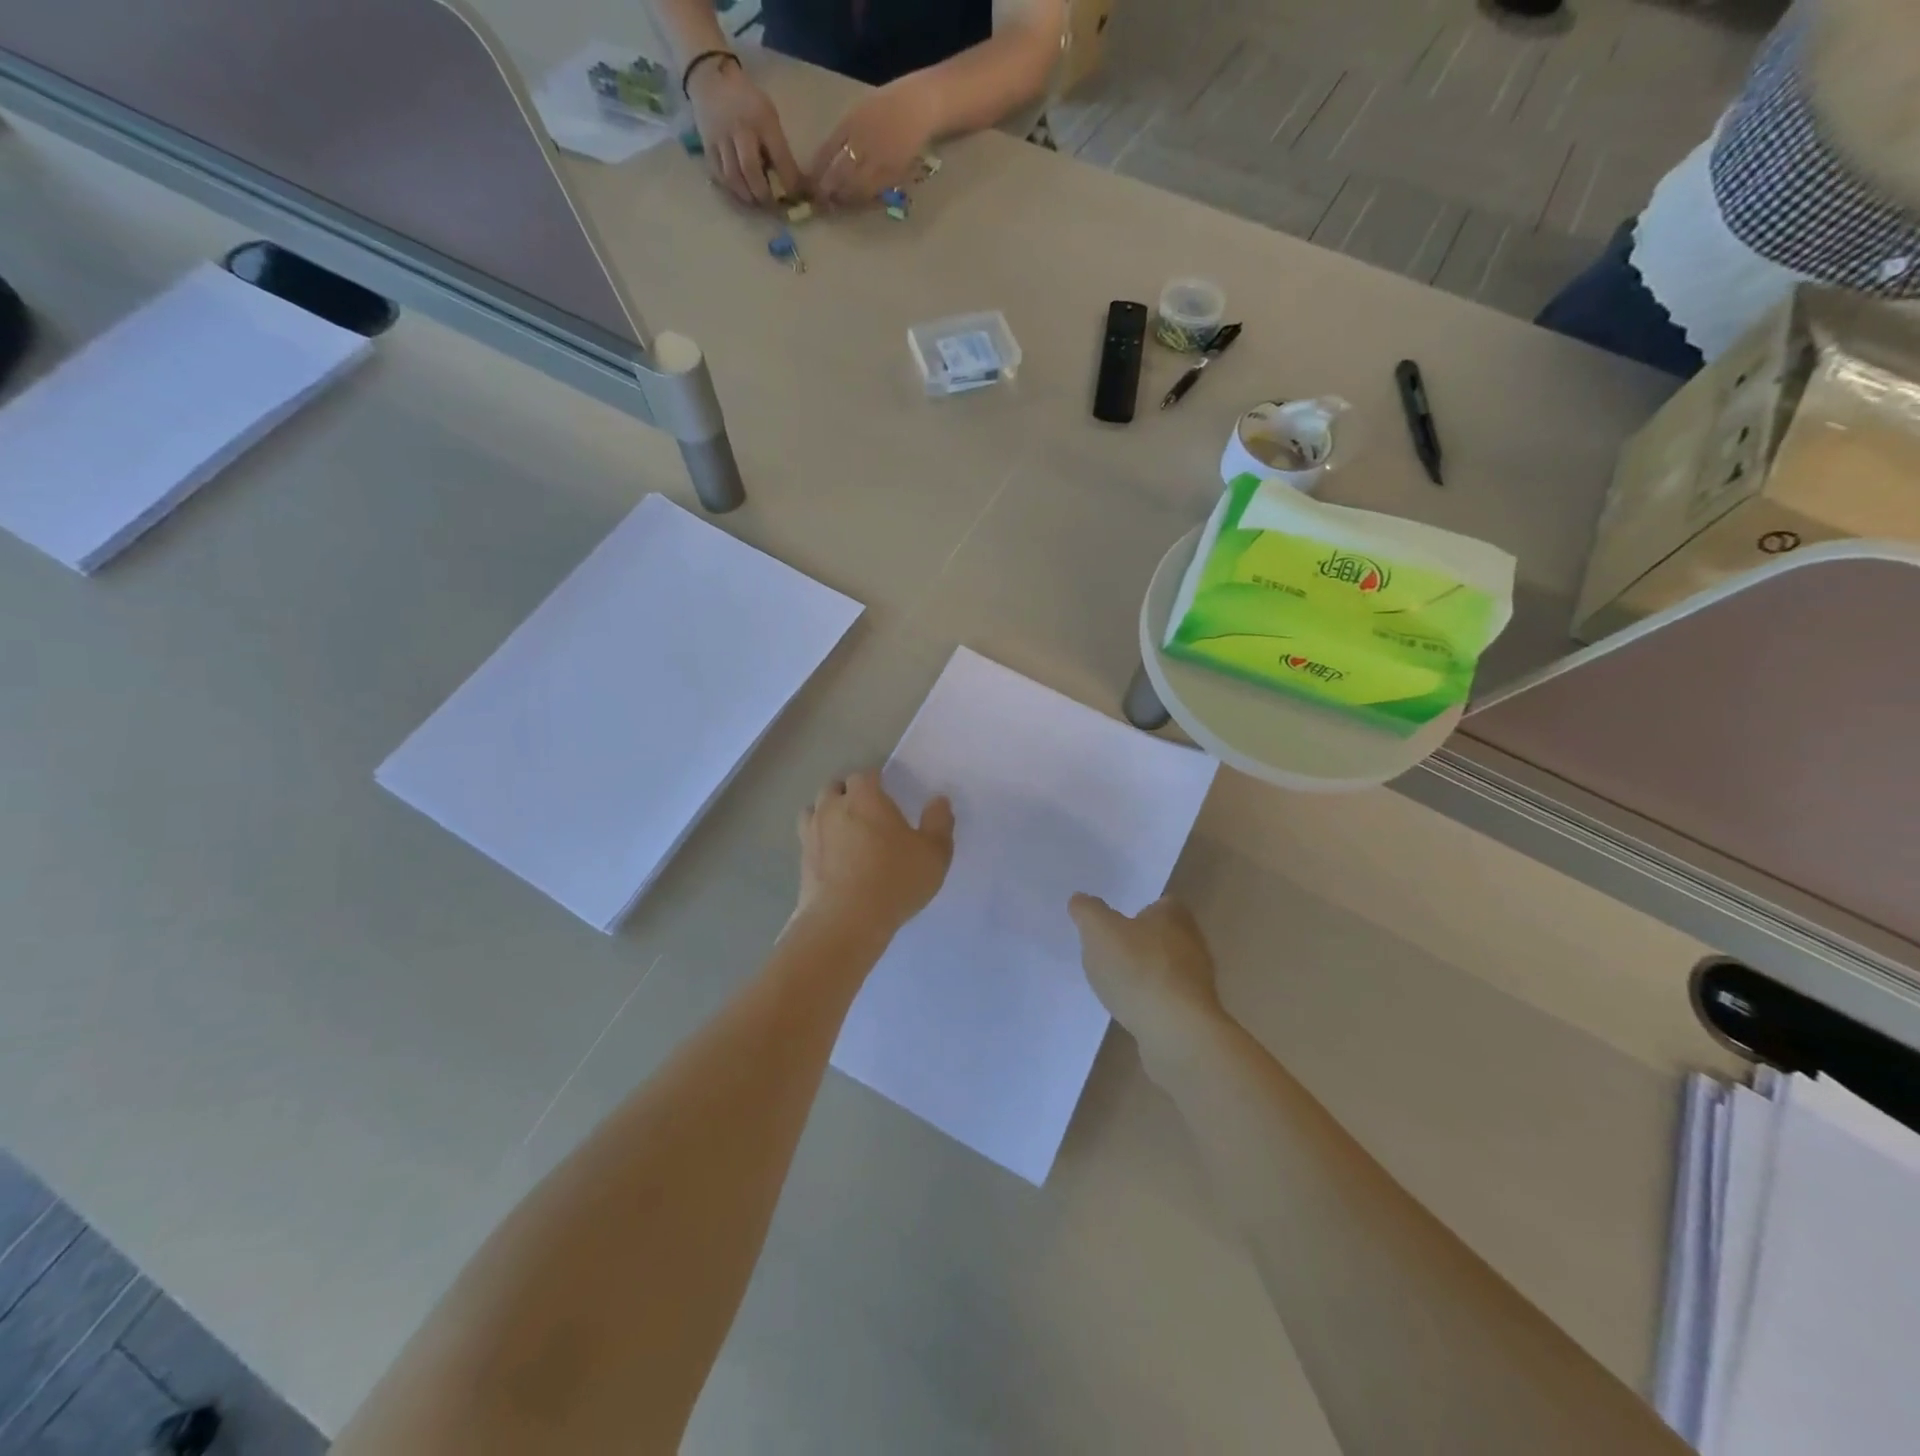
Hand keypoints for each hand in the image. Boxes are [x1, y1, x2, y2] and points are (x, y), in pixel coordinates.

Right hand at [688, 58, 802, 205]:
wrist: (710, 77)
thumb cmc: (747, 99)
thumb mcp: (768, 113)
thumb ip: (777, 144)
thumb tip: (788, 180)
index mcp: (762, 119)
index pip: (780, 157)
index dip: (789, 182)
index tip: (795, 196)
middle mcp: (740, 128)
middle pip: (751, 170)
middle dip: (764, 193)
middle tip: (772, 204)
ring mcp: (720, 137)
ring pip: (733, 177)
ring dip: (747, 195)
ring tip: (756, 201)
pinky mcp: (707, 145)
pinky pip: (719, 174)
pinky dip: (731, 189)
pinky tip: (740, 192)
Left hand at [797, 771, 954, 937]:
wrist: (846, 921)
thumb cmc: (895, 879)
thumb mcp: (934, 853)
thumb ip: (939, 822)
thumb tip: (938, 801)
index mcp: (864, 797)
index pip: (866, 775)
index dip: (877, 782)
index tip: (889, 796)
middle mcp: (832, 808)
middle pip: (835, 788)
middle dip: (849, 794)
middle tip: (869, 814)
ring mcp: (811, 834)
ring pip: (814, 810)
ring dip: (827, 815)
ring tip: (845, 832)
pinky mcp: (801, 861)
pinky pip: (808, 840)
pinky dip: (819, 842)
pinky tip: (834, 859)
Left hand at [808, 76, 940, 206]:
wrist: (920, 107)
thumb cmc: (890, 104)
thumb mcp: (860, 111)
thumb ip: (844, 134)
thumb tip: (827, 160)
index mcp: (851, 123)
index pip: (827, 153)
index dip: (817, 171)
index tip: (810, 183)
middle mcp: (862, 143)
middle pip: (838, 174)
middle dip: (827, 190)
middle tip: (820, 201)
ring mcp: (878, 160)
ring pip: (854, 187)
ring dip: (843, 198)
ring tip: (836, 203)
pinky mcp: (892, 174)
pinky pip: (872, 192)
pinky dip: (860, 199)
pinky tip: (856, 201)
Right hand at [1070, 895, 1228, 1060]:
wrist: (1176, 1031)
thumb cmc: (1138, 969)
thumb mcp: (1099, 931)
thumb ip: (1088, 911)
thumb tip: (1080, 899)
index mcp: (1174, 915)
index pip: (1160, 903)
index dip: (1138, 909)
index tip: (1115, 922)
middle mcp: (1192, 942)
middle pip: (1164, 935)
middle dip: (1140, 942)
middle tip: (1110, 950)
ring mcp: (1197, 980)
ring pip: (1166, 968)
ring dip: (1145, 973)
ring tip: (1116, 983)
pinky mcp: (1194, 1012)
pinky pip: (1168, 998)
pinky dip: (1151, 1000)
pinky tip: (1132, 1009)